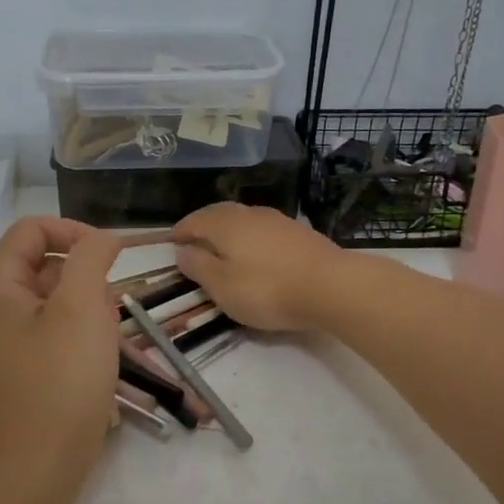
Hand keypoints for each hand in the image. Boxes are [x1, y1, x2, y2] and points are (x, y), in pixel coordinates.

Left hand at [0, 217, 121, 496]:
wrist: (35, 470)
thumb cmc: (60, 382)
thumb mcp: (83, 308)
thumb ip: (92, 257)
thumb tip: (101, 238)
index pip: (34, 229)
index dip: (77, 233)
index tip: (115, 257)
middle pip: (40, 262)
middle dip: (83, 277)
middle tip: (110, 312)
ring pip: (46, 297)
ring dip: (83, 307)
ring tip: (104, 340)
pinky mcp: (7, 364)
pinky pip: (43, 329)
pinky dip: (71, 332)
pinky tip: (93, 358)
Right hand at [171, 204, 350, 331]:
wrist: (330, 286)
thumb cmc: (267, 289)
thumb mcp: (223, 286)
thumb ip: (199, 267)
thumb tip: (182, 251)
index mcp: (225, 224)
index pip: (195, 221)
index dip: (181, 231)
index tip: (172, 242)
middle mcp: (250, 214)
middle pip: (220, 214)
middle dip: (204, 225)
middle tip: (195, 241)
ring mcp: (278, 220)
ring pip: (245, 220)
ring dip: (230, 230)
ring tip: (224, 248)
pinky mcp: (299, 233)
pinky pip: (264, 230)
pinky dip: (252, 238)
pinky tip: (256, 253)